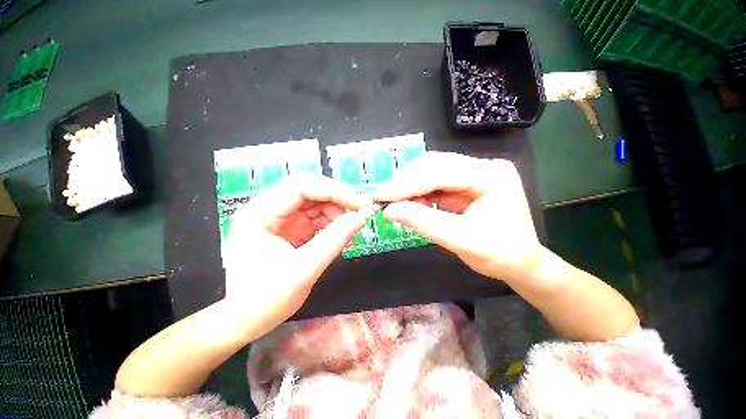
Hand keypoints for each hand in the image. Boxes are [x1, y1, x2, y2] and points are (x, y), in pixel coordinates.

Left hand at [224, 174, 366, 334]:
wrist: (243, 321)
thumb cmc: (264, 300)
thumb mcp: (303, 270)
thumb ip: (333, 241)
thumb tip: (360, 219)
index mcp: (260, 214)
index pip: (301, 186)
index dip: (334, 191)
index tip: (360, 203)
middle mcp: (268, 210)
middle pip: (309, 191)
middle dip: (337, 200)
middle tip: (360, 213)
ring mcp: (279, 219)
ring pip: (315, 203)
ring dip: (336, 213)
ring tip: (350, 230)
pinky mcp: (289, 229)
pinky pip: (315, 218)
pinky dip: (331, 224)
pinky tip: (341, 236)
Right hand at [375, 152, 540, 283]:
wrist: (520, 263)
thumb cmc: (500, 255)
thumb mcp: (461, 241)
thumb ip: (424, 223)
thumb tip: (390, 210)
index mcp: (492, 176)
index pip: (442, 172)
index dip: (408, 184)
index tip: (382, 195)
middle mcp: (483, 167)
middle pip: (435, 165)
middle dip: (406, 182)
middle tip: (384, 198)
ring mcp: (474, 174)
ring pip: (432, 170)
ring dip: (410, 185)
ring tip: (394, 201)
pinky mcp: (464, 183)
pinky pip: (434, 182)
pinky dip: (418, 192)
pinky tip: (409, 202)